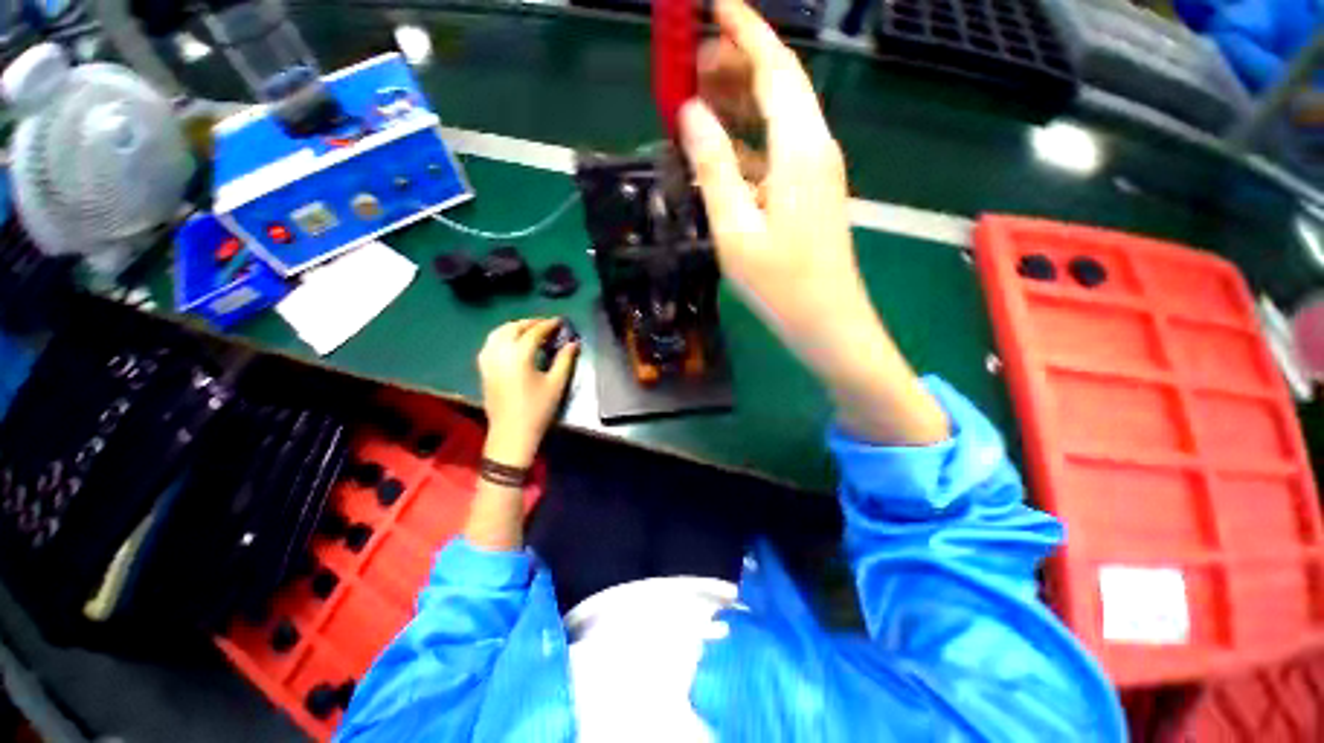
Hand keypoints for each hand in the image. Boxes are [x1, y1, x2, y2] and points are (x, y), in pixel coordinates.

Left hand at [477, 318, 578, 467]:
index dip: (548, 325)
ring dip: (514, 327)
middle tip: (547, 324)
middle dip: (530, 323)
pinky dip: (501, 336)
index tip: (560, 321)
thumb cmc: (537, 409)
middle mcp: (499, 353)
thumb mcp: (556, 384)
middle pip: (513, 328)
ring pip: (497, 333)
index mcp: (518, 356)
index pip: (534, 332)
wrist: (512, 434)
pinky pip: (490, 344)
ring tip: (530, 330)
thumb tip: (573, 343)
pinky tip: (511, 342)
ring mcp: (488, 361)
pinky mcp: (483, 369)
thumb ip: (565, 360)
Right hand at [684, 0, 869, 347]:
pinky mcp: (809, 193)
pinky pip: (777, 149)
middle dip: (736, 63)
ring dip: (740, 101)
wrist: (826, 321)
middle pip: (778, 86)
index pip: (775, 66)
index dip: (745, 28)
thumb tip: (690, 113)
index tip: (713, 3)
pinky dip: (748, 140)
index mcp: (801, 149)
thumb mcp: (736, 229)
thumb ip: (714, 168)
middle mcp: (815, 148)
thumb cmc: (781, 284)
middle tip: (691, 61)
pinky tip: (721, 149)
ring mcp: (815, 171)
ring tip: (698, 98)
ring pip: (778, 117)